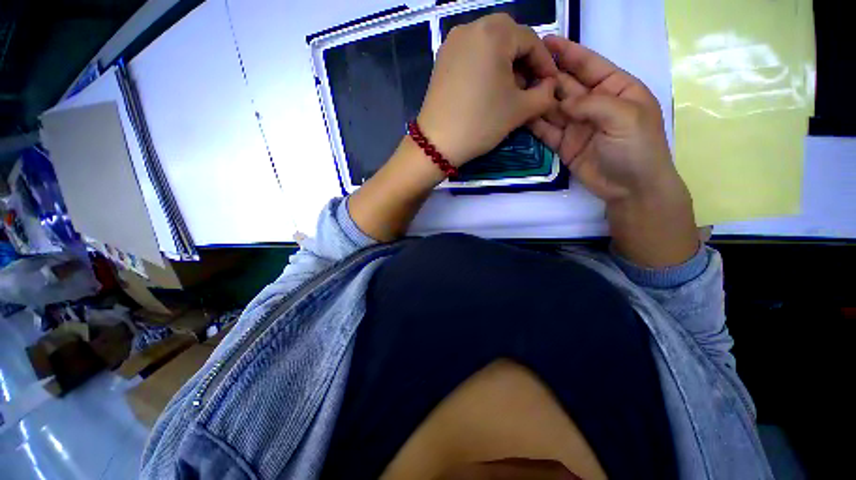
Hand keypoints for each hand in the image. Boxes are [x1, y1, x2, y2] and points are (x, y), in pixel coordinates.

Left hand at [417, 14, 559, 165]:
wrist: (436, 144)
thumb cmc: (480, 123)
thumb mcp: (519, 110)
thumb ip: (544, 94)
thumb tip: (550, 86)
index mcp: (494, 32)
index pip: (530, 40)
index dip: (544, 64)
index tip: (550, 85)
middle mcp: (470, 27)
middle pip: (509, 38)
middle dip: (523, 61)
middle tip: (528, 86)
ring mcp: (452, 43)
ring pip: (489, 45)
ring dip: (504, 63)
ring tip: (509, 90)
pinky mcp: (441, 60)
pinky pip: (471, 55)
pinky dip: (485, 66)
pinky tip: (487, 88)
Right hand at [528, 35, 679, 203]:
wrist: (630, 188)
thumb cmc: (637, 148)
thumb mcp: (624, 117)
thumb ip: (592, 103)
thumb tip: (561, 101)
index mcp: (616, 88)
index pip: (589, 64)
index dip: (568, 52)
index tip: (546, 41)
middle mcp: (594, 103)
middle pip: (566, 85)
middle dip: (546, 75)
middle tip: (522, 65)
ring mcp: (577, 125)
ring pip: (553, 107)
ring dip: (536, 98)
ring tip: (515, 87)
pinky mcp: (564, 144)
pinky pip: (547, 130)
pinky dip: (534, 123)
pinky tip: (520, 113)